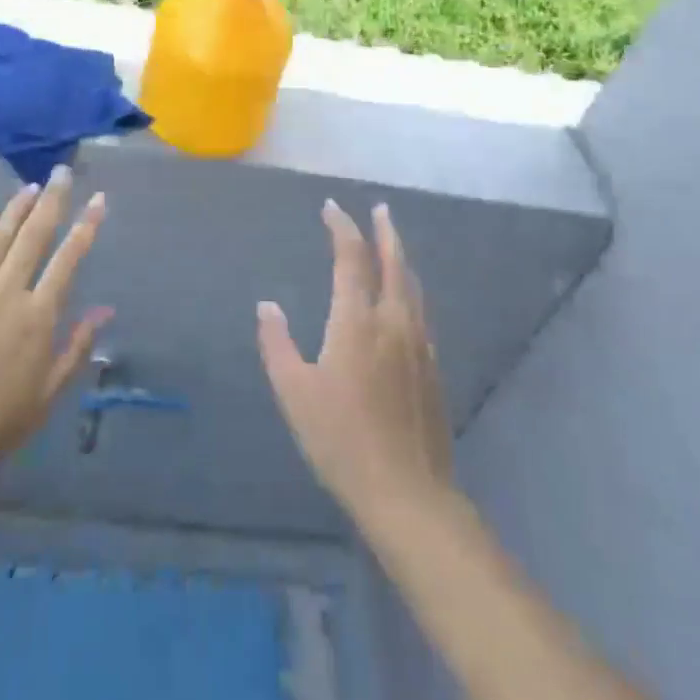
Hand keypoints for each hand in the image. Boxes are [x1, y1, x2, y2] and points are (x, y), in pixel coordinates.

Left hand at [0, 167, 112, 503]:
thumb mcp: (45, 396)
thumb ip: (76, 348)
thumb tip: (104, 310)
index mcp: (38, 316)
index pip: (69, 258)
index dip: (87, 226)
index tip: (99, 199)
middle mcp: (6, 292)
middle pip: (34, 235)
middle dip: (53, 200)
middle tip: (62, 172)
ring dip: (15, 210)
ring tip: (29, 188)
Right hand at [258, 200, 453, 519]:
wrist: (407, 492)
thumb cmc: (341, 439)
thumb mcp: (294, 392)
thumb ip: (277, 344)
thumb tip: (267, 305)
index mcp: (357, 321)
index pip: (351, 258)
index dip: (342, 228)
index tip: (331, 208)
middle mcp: (393, 321)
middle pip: (394, 262)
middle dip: (385, 231)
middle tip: (379, 208)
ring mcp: (419, 344)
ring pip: (412, 286)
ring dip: (401, 257)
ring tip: (392, 243)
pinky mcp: (432, 367)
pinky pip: (421, 311)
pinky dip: (410, 288)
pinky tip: (405, 299)